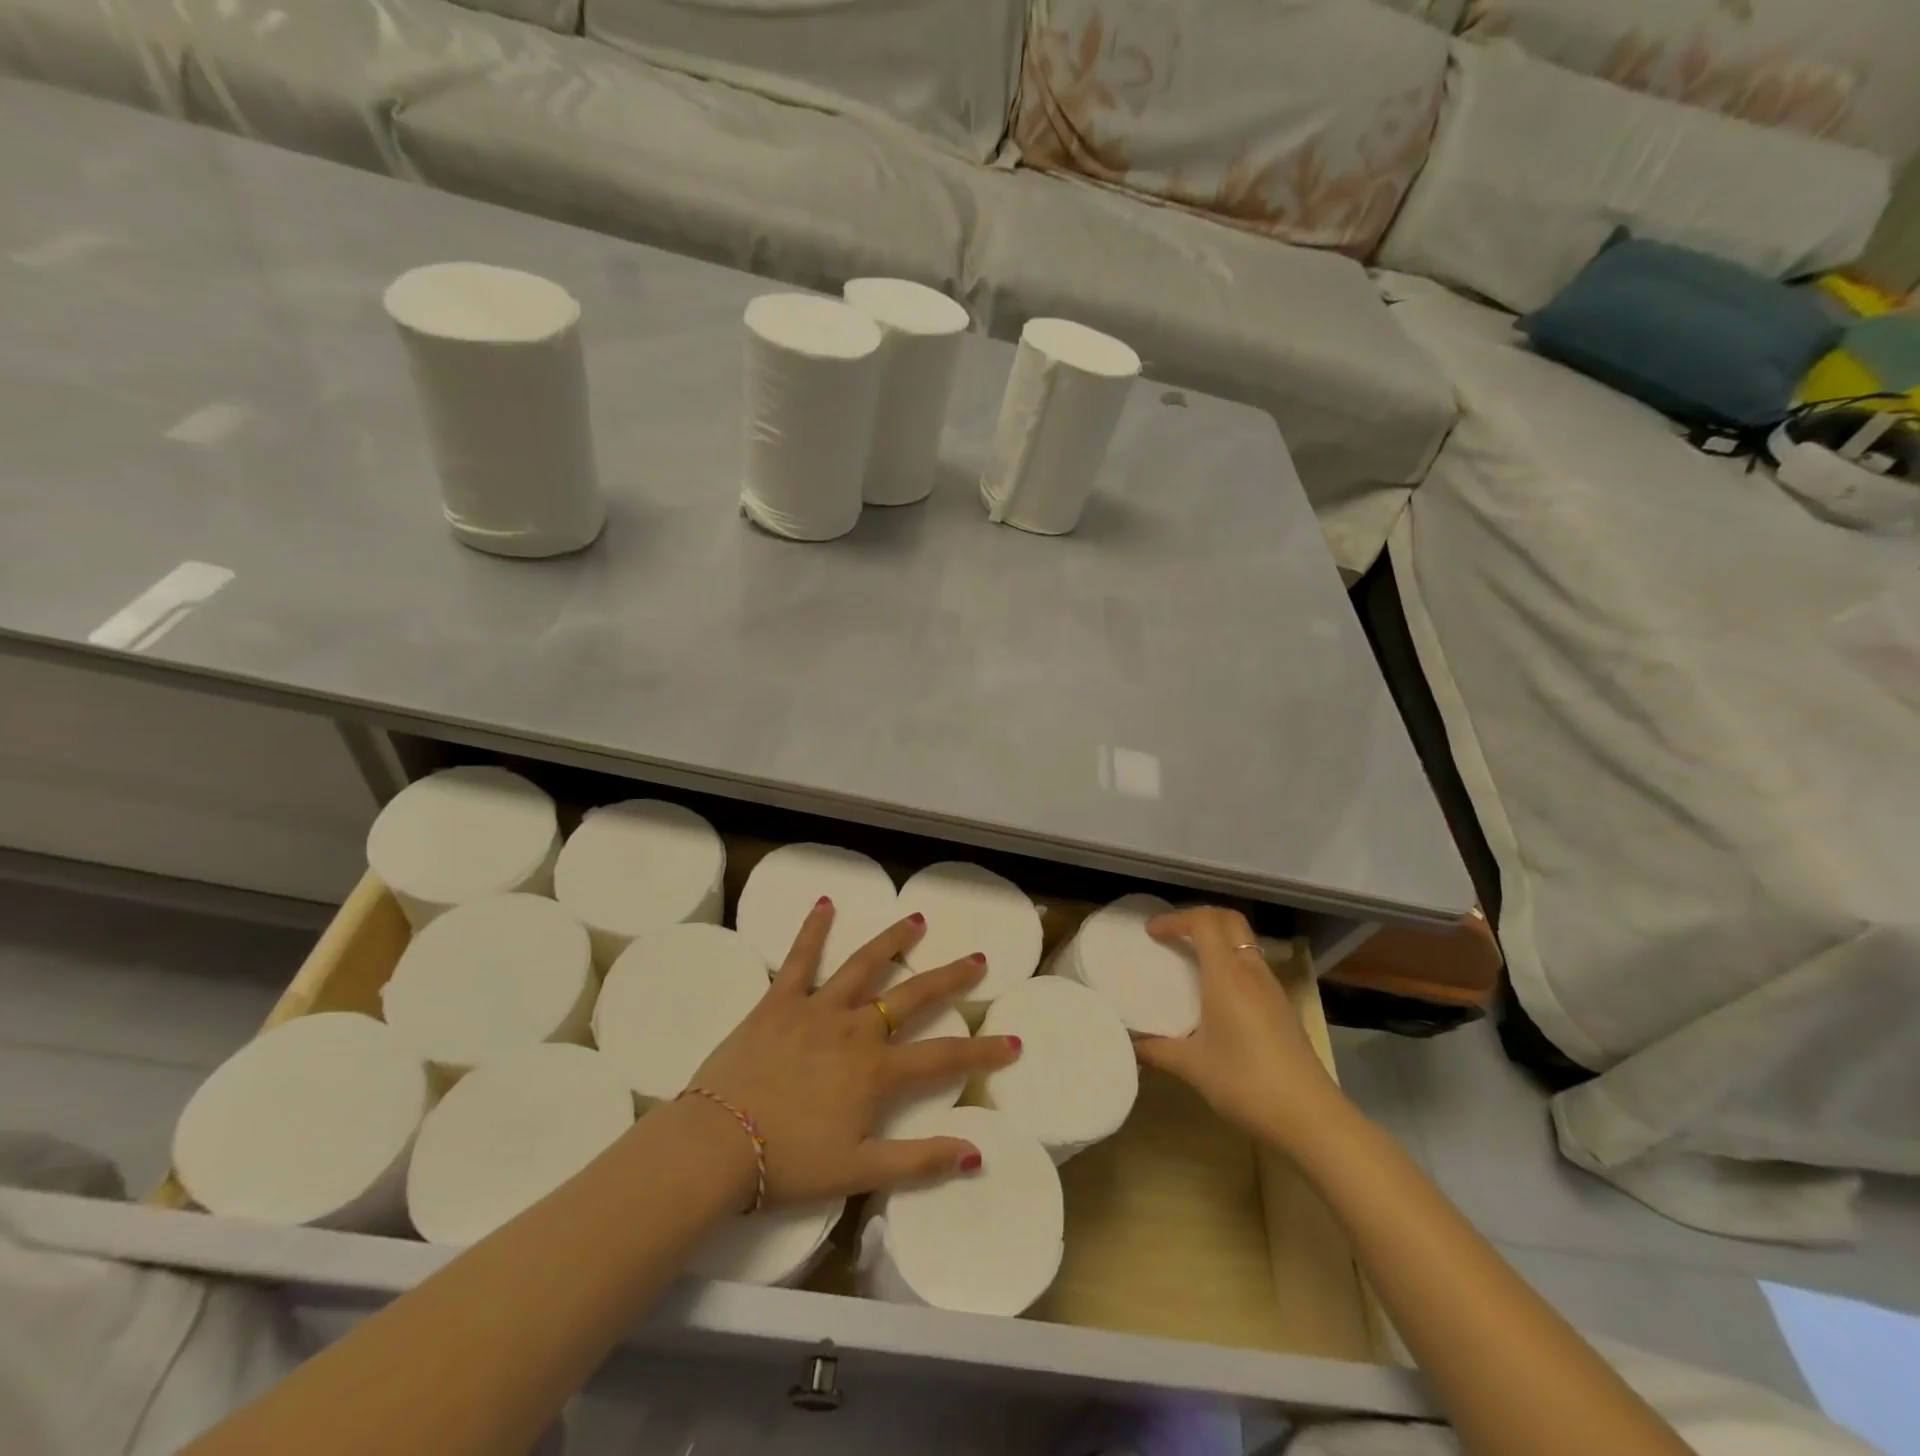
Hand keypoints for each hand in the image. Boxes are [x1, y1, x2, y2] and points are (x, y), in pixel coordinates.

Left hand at [687, 898, 1020, 1206]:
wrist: (716, 1147)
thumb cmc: (788, 1163)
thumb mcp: (859, 1171)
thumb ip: (919, 1161)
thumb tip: (976, 1153)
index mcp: (876, 1071)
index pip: (944, 1057)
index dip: (983, 1051)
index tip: (1014, 1041)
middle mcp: (855, 1029)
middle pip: (912, 996)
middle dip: (949, 978)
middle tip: (977, 959)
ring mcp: (817, 1009)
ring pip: (863, 966)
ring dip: (893, 941)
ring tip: (917, 920)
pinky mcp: (779, 1001)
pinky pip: (799, 959)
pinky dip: (812, 929)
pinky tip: (825, 903)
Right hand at [1134, 906, 1344, 1148]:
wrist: (1311, 1118)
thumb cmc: (1246, 1082)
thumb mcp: (1192, 1067)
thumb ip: (1157, 1050)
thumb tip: (1130, 1044)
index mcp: (1227, 975)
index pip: (1204, 922)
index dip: (1176, 919)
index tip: (1152, 933)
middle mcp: (1252, 972)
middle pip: (1229, 921)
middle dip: (1199, 918)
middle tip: (1173, 935)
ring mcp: (1272, 989)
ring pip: (1244, 942)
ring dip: (1217, 940)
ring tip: (1191, 961)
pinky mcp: (1283, 1008)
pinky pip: (1252, 966)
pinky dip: (1231, 962)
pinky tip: (1217, 994)